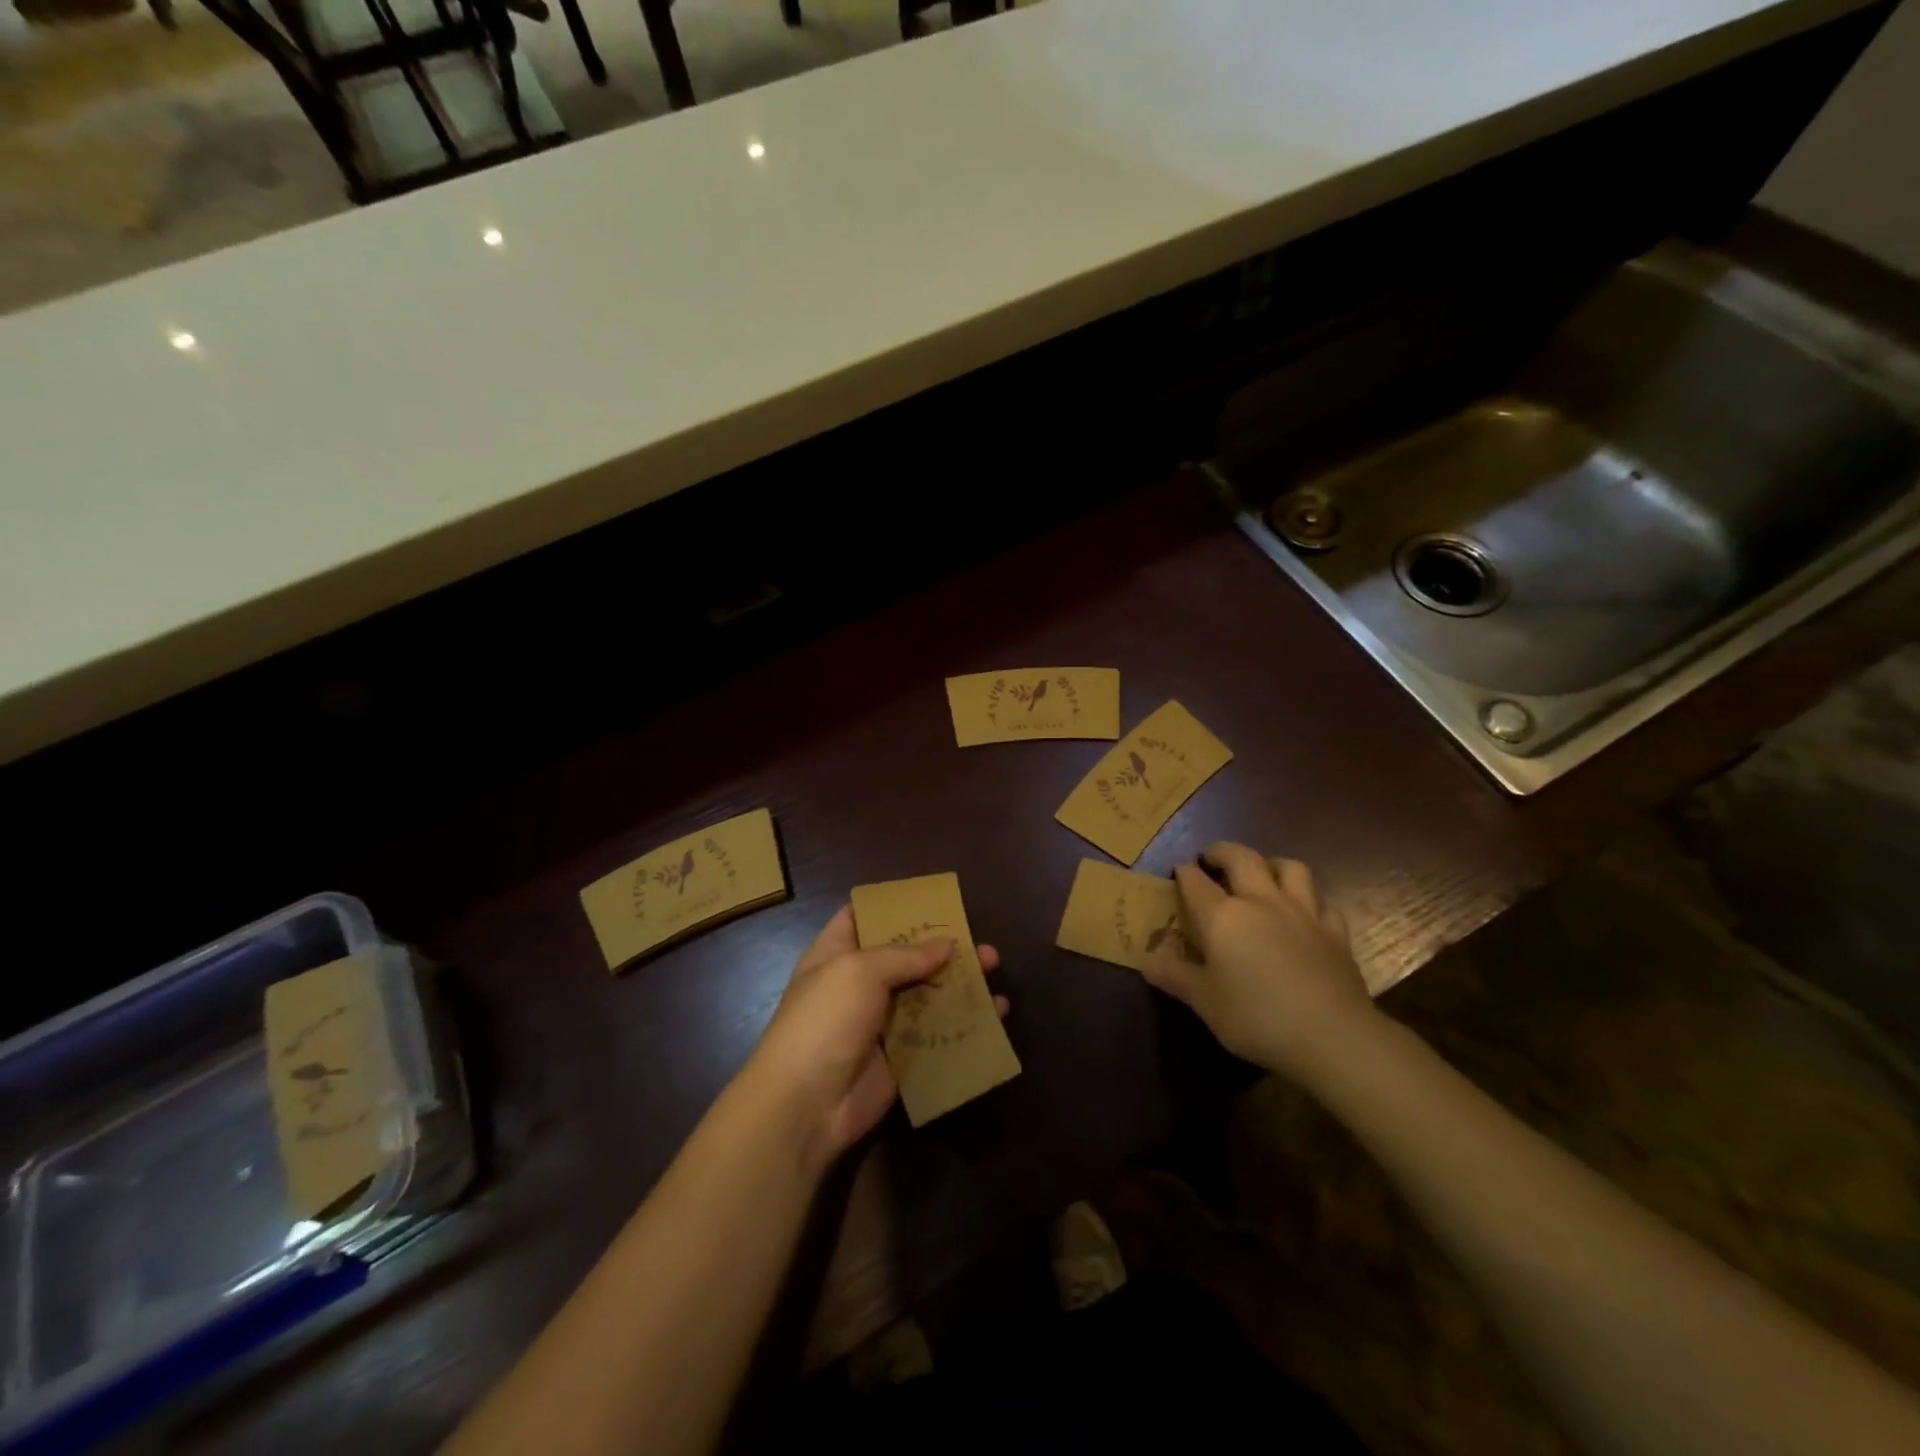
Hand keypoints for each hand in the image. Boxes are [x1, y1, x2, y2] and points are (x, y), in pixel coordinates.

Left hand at [744, 906, 1007, 1164]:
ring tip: (995, 969)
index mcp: (836, 954)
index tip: (931, 900)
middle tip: (978, 940)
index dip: (893, 907)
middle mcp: (859, 984)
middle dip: (942, 947)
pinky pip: (937, 1033)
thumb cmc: (825, 1020)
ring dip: (959, 982)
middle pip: (905, 957)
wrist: (807, 1105)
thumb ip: (906, 955)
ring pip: (927, 994)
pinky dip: (965, 1024)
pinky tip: (996, 1014)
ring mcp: (880, 1022)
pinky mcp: (901, 1057)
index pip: (862, 918)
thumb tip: (948, 945)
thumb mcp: (860, 971)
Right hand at [1141, 842, 1377, 1084]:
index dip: (1183, 872)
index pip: (1195, 881)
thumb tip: (1146, 960)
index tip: (1178, 871)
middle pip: (1242, 858)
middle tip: (1211, 858)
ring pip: (1290, 868)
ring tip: (1261, 873)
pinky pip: (1321, 902)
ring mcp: (1302, 912)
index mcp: (1223, 916)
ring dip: (1271, 863)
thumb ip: (1175, 976)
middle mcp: (1261, 901)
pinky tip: (1303, 913)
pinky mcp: (1335, 931)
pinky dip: (1308, 900)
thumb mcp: (1204, 1002)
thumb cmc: (1256, 1017)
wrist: (1332, 1036)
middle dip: (1222, 852)